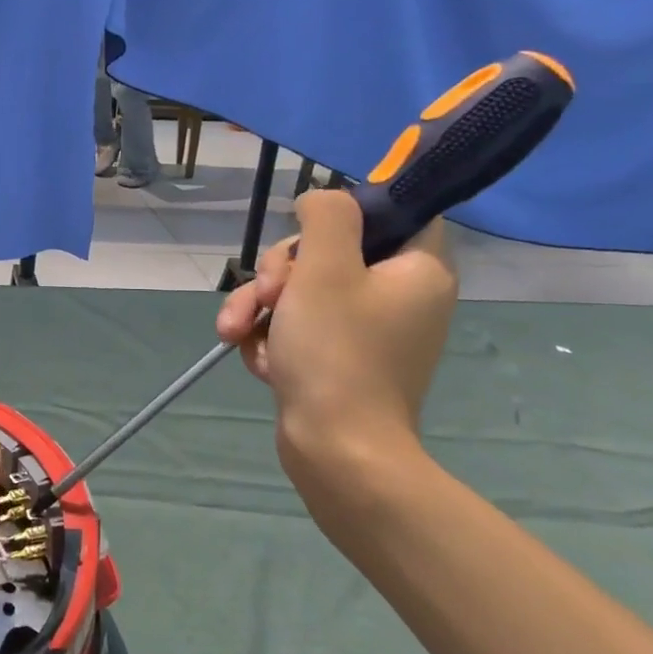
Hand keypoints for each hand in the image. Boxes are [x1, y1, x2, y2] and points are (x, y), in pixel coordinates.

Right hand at [215, 190, 455, 514]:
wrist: (337, 452)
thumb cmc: (336, 352)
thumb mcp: (323, 267)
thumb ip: (326, 216)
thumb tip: (321, 201)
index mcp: (417, 270)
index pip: (396, 213)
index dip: (346, 214)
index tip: (308, 232)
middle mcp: (399, 297)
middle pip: (330, 253)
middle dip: (279, 271)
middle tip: (267, 296)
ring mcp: (367, 332)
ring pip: (302, 291)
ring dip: (261, 307)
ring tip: (236, 333)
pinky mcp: (338, 361)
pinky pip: (298, 328)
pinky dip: (272, 339)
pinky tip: (260, 361)